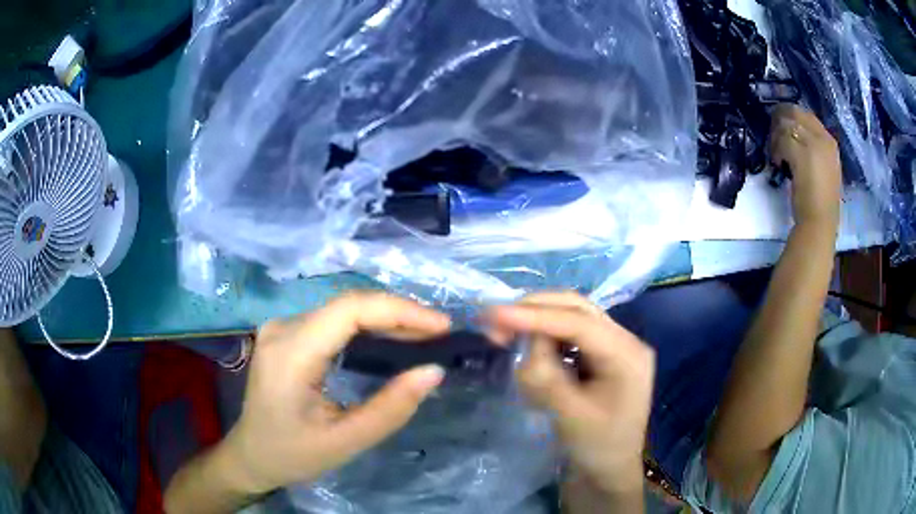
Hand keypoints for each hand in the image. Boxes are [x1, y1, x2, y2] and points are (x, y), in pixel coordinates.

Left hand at [222, 292, 449, 494]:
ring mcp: (282, 327)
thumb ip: (391, 408)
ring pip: (343, 309)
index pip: (350, 309)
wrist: (252, 455)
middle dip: (398, 314)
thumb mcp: (346, 441)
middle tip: (439, 333)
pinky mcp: (287, 333)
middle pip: (348, 305)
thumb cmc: (293, 454)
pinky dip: (367, 326)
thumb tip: (434, 371)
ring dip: (385, 318)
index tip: (441, 326)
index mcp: (291, 352)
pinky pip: (334, 319)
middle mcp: (283, 327)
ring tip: (424, 336)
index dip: (400, 310)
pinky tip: (390, 339)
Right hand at [486, 292, 654, 493]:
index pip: (580, 322)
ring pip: (571, 317)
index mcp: (628, 355)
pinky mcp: (600, 356)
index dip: (535, 315)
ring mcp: (614, 346)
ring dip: (537, 323)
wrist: (608, 471)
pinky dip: (545, 340)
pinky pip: (569, 336)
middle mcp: (625, 341)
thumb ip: (547, 376)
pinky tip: (530, 354)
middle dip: (534, 311)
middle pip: (577, 309)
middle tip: (494, 321)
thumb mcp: (571, 416)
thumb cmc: (596, 448)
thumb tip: (525, 341)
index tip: (495, 314)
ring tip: (506, 337)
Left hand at [770, 104, 841, 225]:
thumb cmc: (821, 200)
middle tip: (772, 134)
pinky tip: (777, 162)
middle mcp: (823, 138)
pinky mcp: (802, 155)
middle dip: (780, 119)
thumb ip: (813, 147)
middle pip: (795, 112)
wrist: (821, 220)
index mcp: (830, 141)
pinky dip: (776, 150)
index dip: (791, 116)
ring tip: (775, 152)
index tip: (781, 125)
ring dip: (775, 136)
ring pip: (787, 124)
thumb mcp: (823, 166)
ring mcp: (814, 144)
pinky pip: (783, 141)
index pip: (807, 115)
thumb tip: (793, 134)